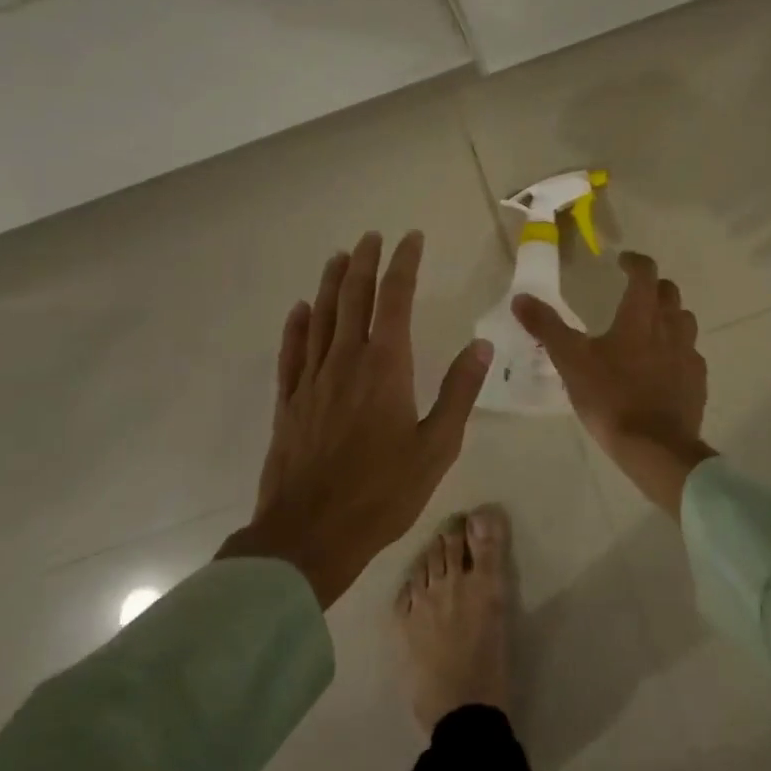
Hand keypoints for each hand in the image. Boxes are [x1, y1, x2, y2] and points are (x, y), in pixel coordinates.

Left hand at [217, 231, 492, 606]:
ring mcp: (312, 380)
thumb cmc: (383, 492)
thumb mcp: (437, 446)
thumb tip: (482, 345)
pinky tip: (301, 310)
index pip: (395, 299)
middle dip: (364, 262)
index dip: (403, 264)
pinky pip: (292, 353)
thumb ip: (459, 392)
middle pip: (353, 298)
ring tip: (338, 257)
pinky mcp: (289, 403)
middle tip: (371, 237)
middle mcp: (346, 361)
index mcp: (385, 366)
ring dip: (330, 283)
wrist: (311, 534)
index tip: (411, 239)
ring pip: (321, 318)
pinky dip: (297, 326)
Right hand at [513, 252, 715, 518]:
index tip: (622, 261)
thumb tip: (521, 298)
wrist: (655, 447)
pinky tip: (664, 366)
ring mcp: (688, 354)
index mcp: (640, 317)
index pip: (645, 274)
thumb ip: (547, 328)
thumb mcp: (571, 362)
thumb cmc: (611, 398)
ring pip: (685, 321)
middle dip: (653, 287)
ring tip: (650, 327)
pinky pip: (691, 354)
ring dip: (669, 315)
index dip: (635, 262)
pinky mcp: (697, 380)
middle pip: (669, 293)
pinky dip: (678, 350)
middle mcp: (670, 328)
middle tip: (634, 293)